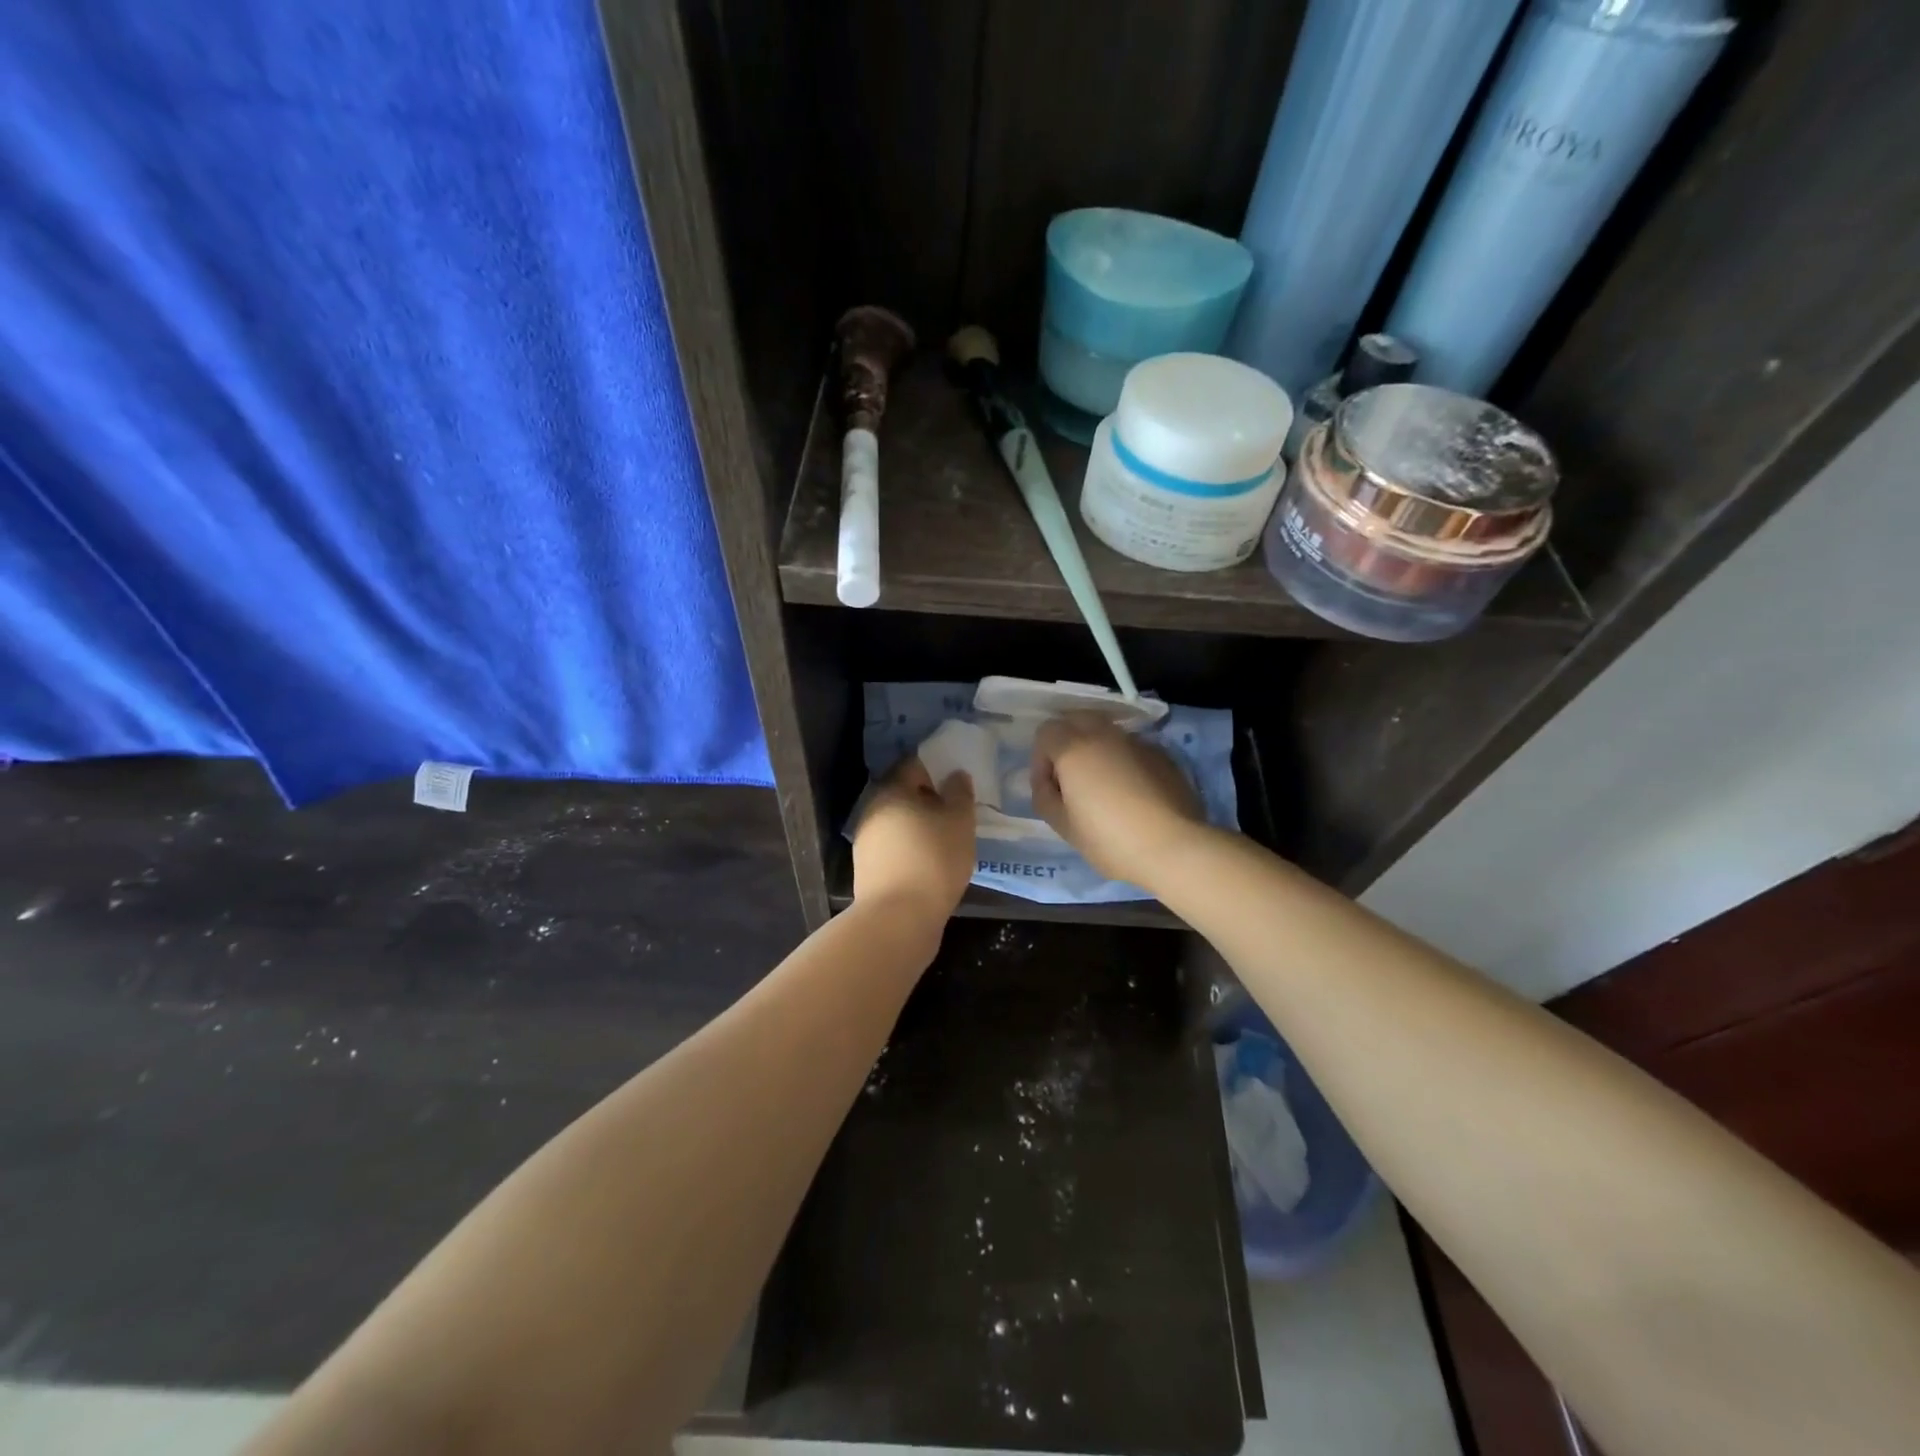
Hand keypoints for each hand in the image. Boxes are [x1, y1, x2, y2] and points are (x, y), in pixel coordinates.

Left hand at [852, 758, 975, 921]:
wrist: (897, 919)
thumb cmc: (933, 860)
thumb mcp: (959, 822)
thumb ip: (959, 793)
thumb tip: (955, 775)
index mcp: (892, 790)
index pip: (914, 765)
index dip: (937, 768)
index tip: (957, 781)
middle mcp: (872, 810)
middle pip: (903, 795)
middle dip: (928, 799)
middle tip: (955, 811)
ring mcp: (865, 841)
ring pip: (898, 823)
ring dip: (919, 826)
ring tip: (946, 840)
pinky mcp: (867, 869)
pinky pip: (894, 848)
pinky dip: (911, 849)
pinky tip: (930, 863)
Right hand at [1030, 713, 1207, 888]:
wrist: (1173, 847)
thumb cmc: (1109, 839)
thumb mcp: (1063, 826)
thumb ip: (1045, 796)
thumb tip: (1049, 782)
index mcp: (1074, 748)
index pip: (1045, 733)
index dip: (1040, 760)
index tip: (1049, 789)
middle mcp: (1104, 735)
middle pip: (1076, 719)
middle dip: (1067, 743)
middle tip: (1071, 779)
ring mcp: (1137, 742)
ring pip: (1106, 732)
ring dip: (1096, 750)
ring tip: (1102, 785)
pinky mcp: (1162, 755)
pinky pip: (1132, 748)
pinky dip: (1123, 760)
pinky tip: (1131, 792)